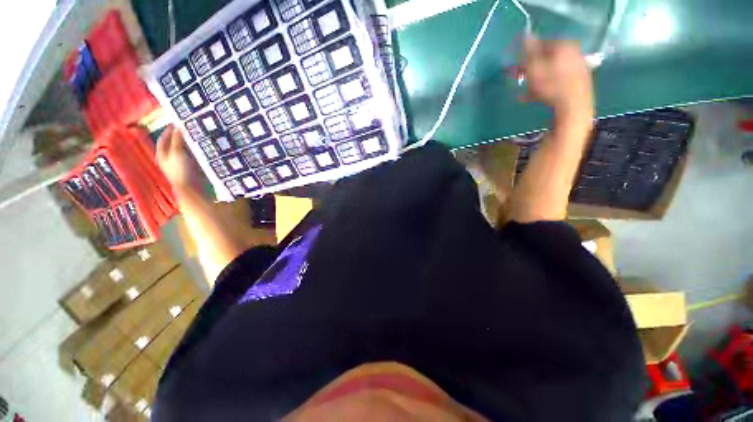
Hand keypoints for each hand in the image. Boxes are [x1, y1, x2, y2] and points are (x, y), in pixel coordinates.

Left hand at [156, 125, 201, 193]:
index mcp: (163, 154)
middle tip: (190, 128)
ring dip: (191, 143)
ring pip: (186, 149)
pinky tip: (204, 147)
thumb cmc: (181, 171)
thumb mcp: (177, 152)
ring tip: (198, 136)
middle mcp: (171, 158)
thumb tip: (179, 126)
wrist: (192, 188)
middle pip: (175, 143)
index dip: (169, 130)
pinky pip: (195, 156)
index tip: (177, 122)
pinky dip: (198, 151)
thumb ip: (178, 139)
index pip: (164, 138)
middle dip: (182, 136)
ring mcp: (183, 163)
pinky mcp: (194, 167)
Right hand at [520, 38, 593, 122]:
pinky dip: (544, 87)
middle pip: (546, 58)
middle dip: (530, 68)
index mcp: (563, 45)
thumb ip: (529, 52)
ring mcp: (576, 68)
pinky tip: (533, 97)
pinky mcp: (577, 83)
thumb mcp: (535, 67)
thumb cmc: (551, 85)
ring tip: (523, 91)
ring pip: (551, 71)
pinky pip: (556, 81)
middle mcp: (573, 53)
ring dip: (535, 79)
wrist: (573, 106)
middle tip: (518, 77)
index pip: (541, 43)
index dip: (526, 53)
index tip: (516, 64)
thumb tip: (525, 35)